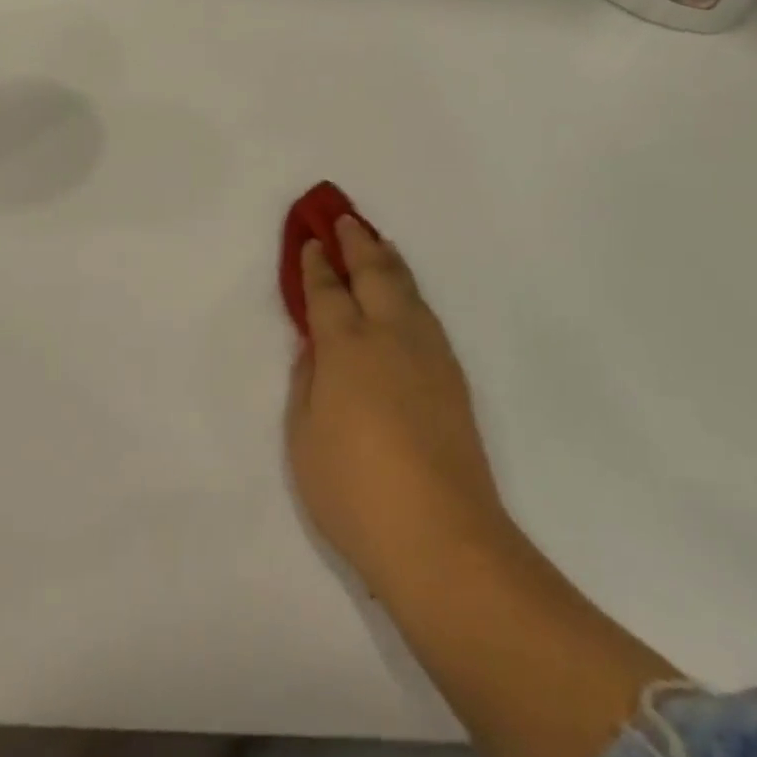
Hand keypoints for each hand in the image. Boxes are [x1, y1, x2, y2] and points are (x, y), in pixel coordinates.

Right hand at [286, 216, 512, 599]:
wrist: (442, 538)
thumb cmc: (355, 491)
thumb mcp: (303, 439)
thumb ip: (307, 383)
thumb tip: (316, 350)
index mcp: (347, 346)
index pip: (328, 291)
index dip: (316, 264)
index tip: (310, 242)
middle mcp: (390, 335)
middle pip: (374, 272)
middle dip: (356, 242)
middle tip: (343, 218)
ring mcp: (428, 352)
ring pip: (407, 287)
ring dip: (388, 259)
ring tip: (377, 242)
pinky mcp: (453, 375)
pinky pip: (426, 312)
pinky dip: (410, 289)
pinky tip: (406, 295)